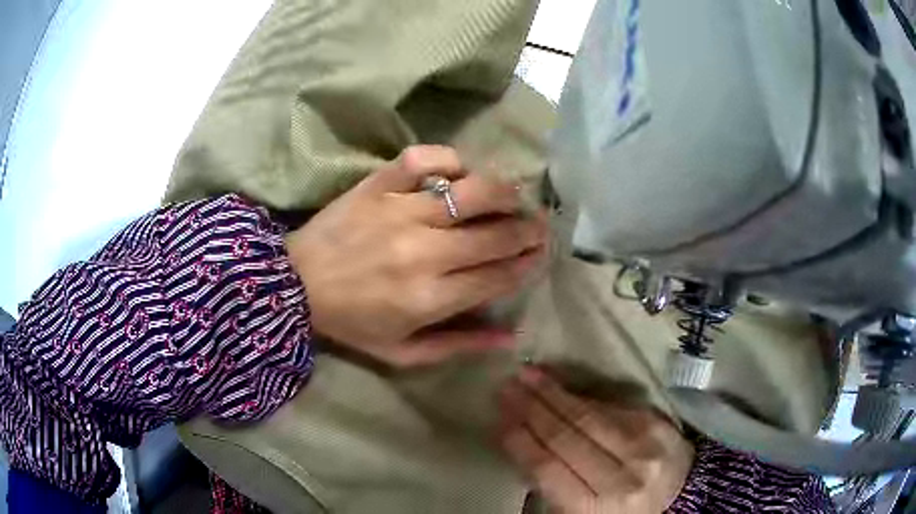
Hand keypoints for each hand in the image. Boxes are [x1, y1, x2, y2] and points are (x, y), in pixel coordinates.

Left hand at [285, 145, 547, 366]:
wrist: (293, 287)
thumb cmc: (351, 323)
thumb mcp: (403, 352)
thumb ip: (458, 345)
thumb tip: (510, 336)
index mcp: (430, 298)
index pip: (498, 275)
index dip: (527, 264)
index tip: (539, 255)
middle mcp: (423, 252)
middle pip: (496, 234)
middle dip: (528, 230)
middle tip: (539, 225)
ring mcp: (400, 211)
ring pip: (472, 191)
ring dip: (504, 192)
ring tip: (514, 195)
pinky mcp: (378, 185)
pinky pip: (423, 159)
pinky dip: (448, 159)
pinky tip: (458, 170)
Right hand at [498, 368, 694, 513]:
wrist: (681, 495)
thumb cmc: (621, 510)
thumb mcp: (582, 511)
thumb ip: (555, 484)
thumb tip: (522, 445)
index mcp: (597, 507)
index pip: (549, 469)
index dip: (520, 441)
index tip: (498, 419)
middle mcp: (621, 476)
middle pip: (567, 437)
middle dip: (531, 409)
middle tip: (505, 387)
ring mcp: (643, 446)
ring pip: (588, 416)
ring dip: (552, 393)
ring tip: (526, 375)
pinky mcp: (656, 424)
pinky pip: (610, 407)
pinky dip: (580, 396)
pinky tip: (560, 384)